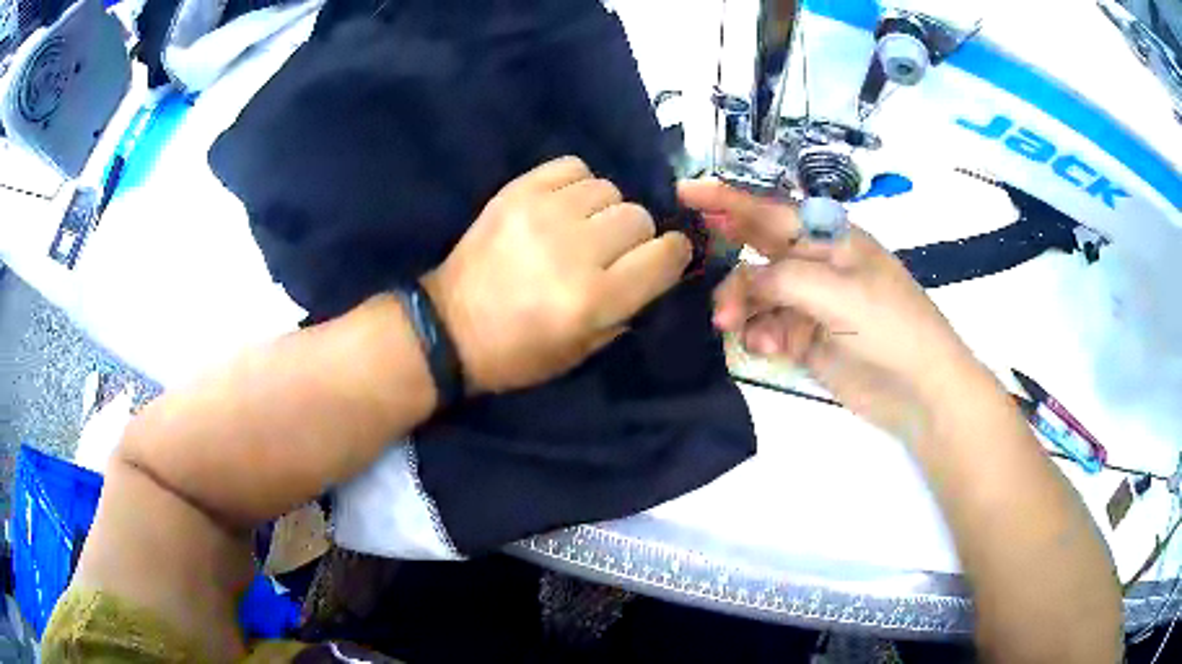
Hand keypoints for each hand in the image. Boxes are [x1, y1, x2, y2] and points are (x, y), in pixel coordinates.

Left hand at [422, 157, 691, 393]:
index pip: (664, 255)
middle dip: (637, 236)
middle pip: (639, 217)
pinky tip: (564, 206)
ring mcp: (542, 214)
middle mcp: (574, 250)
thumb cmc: (518, 353)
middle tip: (613, 251)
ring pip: (609, 189)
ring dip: (606, 210)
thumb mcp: (584, 350)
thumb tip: (655, 267)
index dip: (673, 255)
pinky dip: (577, 184)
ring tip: (584, 227)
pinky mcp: (517, 192)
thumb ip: (628, 306)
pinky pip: (572, 167)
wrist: (449, 327)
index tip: (664, 258)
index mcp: (593, 299)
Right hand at [680, 179, 992, 440]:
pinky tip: (765, 348)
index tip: (684, 192)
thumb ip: (782, 278)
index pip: (770, 210)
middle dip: (729, 264)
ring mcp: (810, 304)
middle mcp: (816, 265)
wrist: (919, 389)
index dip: (727, 199)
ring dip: (742, 307)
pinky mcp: (806, 340)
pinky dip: (760, 336)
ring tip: (733, 327)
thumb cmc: (890, 325)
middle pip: (758, 252)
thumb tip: (740, 280)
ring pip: (757, 295)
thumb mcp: (838, 291)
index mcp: (830, 238)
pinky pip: (768, 329)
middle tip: (707, 287)